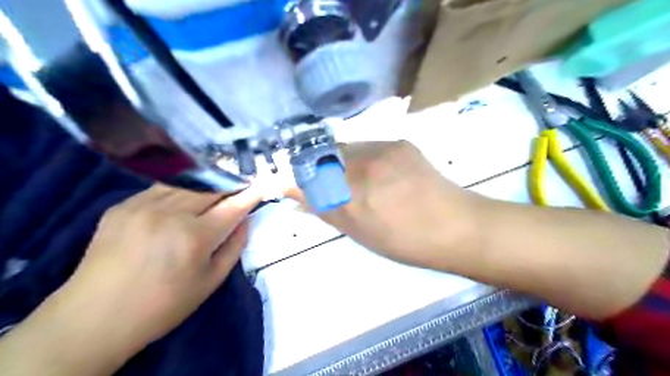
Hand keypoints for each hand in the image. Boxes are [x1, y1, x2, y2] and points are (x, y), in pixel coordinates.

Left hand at [53, 186, 260, 355]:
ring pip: (185, 184)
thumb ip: (234, 247)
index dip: (250, 194)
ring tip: (213, 191)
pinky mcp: (121, 206)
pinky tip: (180, 202)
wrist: (95, 317)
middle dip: (228, 186)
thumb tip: (244, 221)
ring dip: (205, 186)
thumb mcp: (210, 282)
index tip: (261, 185)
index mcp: (194, 236)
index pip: (232, 206)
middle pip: (210, 188)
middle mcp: (170, 213)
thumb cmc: (163, 304)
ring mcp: (142, 206)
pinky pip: (160, 190)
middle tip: (239, 188)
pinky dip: (178, 192)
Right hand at [284, 141, 668, 319]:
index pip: (309, 175)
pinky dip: (363, 156)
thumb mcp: (360, 232)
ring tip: (358, 180)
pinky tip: (378, 173)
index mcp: (353, 194)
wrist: (457, 226)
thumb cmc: (407, 240)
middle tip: (328, 183)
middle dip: (319, 167)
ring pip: (347, 147)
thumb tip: (294, 194)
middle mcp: (365, 164)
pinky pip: (369, 145)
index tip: (292, 181)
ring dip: (342, 160)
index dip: (298, 177)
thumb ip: (325, 209)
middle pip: (325, 155)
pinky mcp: (401, 142)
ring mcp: (385, 149)